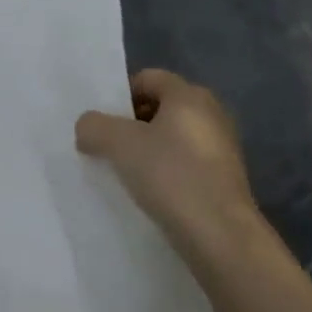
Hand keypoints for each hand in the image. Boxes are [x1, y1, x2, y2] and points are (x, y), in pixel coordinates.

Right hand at [75, 69, 258, 241]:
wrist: (219, 233)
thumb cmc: (170, 175)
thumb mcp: (118, 144)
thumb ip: (94, 126)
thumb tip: (87, 127)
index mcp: (189, 95)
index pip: (147, 78)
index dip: (120, 96)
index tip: (101, 123)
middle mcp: (211, 113)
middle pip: (160, 107)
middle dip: (131, 124)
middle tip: (107, 147)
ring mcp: (221, 147)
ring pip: (171, 137)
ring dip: (146, 150)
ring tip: (124, 173)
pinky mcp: (223, 178)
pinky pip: (184, 163)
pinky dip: (164, 171)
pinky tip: (149, 192)